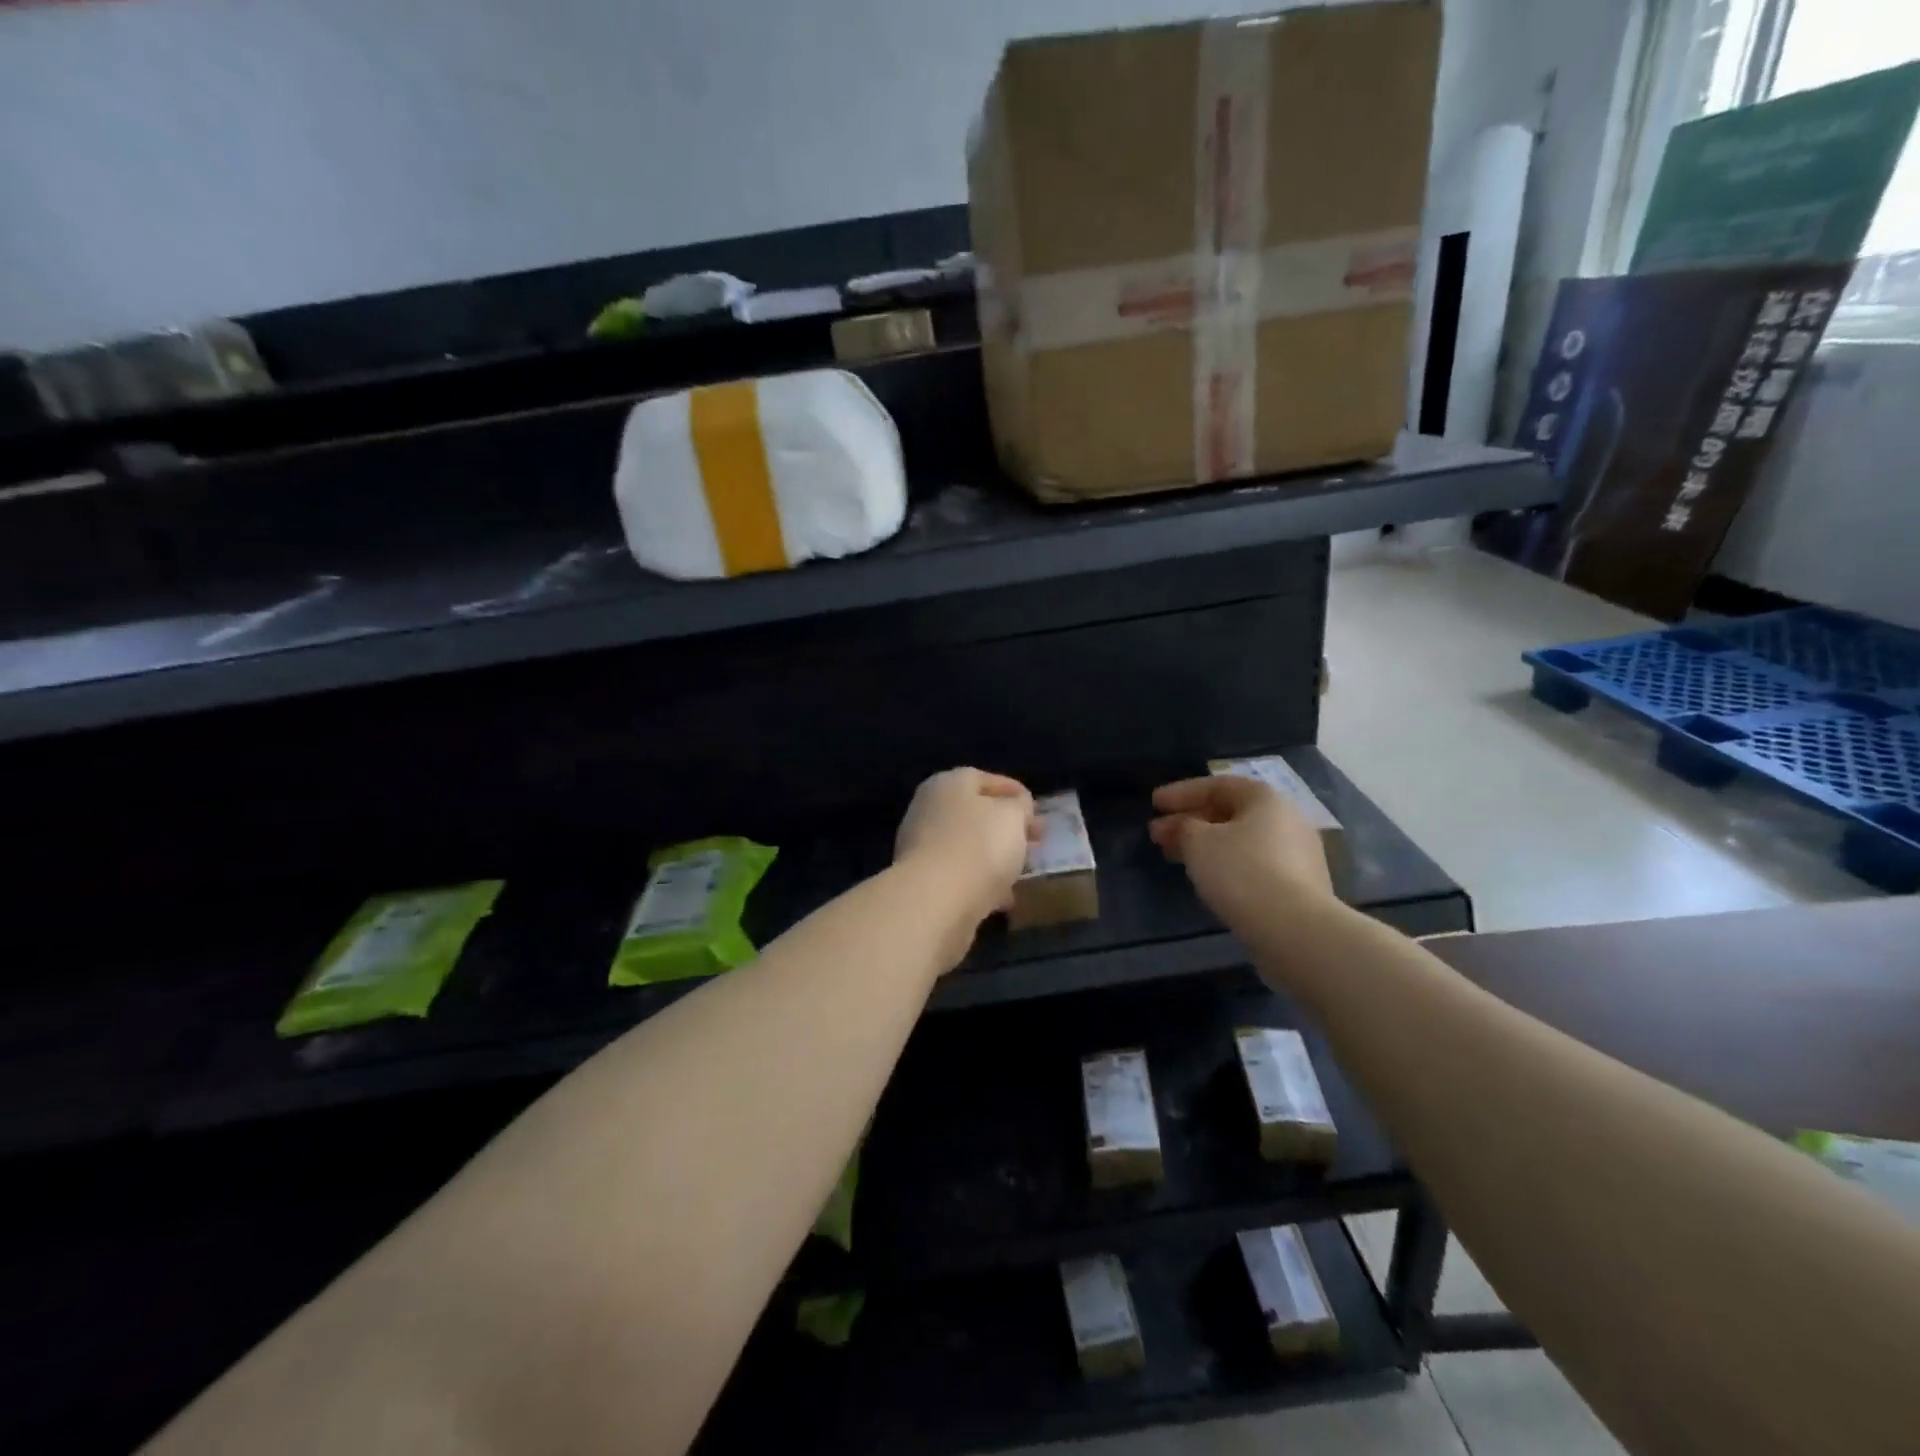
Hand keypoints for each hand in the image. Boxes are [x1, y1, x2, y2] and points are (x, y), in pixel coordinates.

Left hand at [894, 768, 1037, 924]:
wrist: (936, 900)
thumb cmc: (979, 845)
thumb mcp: (1013, 816)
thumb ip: (1020, 806)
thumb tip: (1018, 806)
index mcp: (948, 784)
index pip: (983, 779)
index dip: (1013, 791)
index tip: (1036, 808)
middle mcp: (929, 809)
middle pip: (974, 813)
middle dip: (1006, 826)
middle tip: (1035, 839)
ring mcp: (921, 846)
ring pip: (968, 845)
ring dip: (995, 856)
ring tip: (1023, 869)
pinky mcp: (923, 881)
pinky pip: (960, 875)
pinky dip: (982, 881)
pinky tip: (1003, 897)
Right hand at [1148, 775, 1334, 931]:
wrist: (1294, 929)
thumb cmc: (1241, 872)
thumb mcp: (1198, 843)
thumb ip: (1184, 827)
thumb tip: (1186, 828)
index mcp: (1265, 799)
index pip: (1217, 785)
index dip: (1181, 793)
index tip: (1153, 804)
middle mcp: (1286, 819)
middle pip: (1229, 813)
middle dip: (1189, 822)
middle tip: (1157, 835)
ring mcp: (1297, 854)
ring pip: (1239, 840)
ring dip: (1204, 845)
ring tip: (1175, 857)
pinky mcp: (1298, 886)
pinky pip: (1253, 864)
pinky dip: (1225, 864)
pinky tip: (1206, 878)